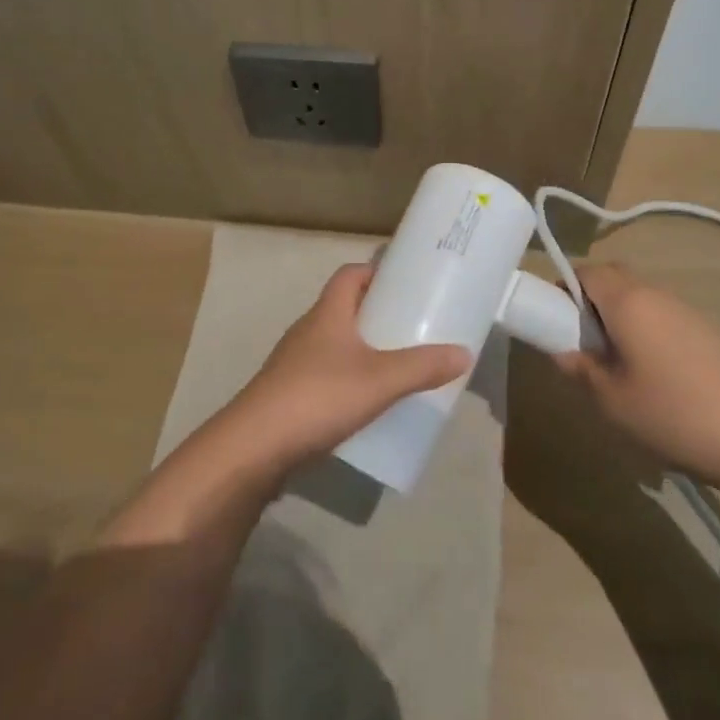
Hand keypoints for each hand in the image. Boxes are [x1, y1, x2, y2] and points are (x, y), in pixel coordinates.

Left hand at [225, 263, 471, 472]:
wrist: (254, 448)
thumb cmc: (318, 397)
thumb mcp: (379, 380)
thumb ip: (422, 367)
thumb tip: (464, 352)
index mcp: (327, 313)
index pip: (349, 275)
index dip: (375, 271)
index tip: (404, 281)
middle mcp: (308, 330)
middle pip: (344, 308)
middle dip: (376, 312)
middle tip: (411, 324)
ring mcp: (294, 364)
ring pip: (334, 344)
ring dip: (362, 348)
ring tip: (396, 363)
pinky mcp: (288, 396)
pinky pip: (325, 375)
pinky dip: (348, 379)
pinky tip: (367, 402)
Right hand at [554, 263, 719, 489]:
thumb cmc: (674, 415)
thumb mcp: (611, 400)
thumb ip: (579, 367)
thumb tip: (562, 350)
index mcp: (627, 300)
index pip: (584, 271)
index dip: (562, 289)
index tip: (554, 322)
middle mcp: (656, 293)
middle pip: (612, 278)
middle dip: (589, 301)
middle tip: (582, 342)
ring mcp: (686, 310)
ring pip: (638, 297)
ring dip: (619, 317)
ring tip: (616, 365)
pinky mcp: (708, 331)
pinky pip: (662, 316)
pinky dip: (646, 330)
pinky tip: (654, 376)